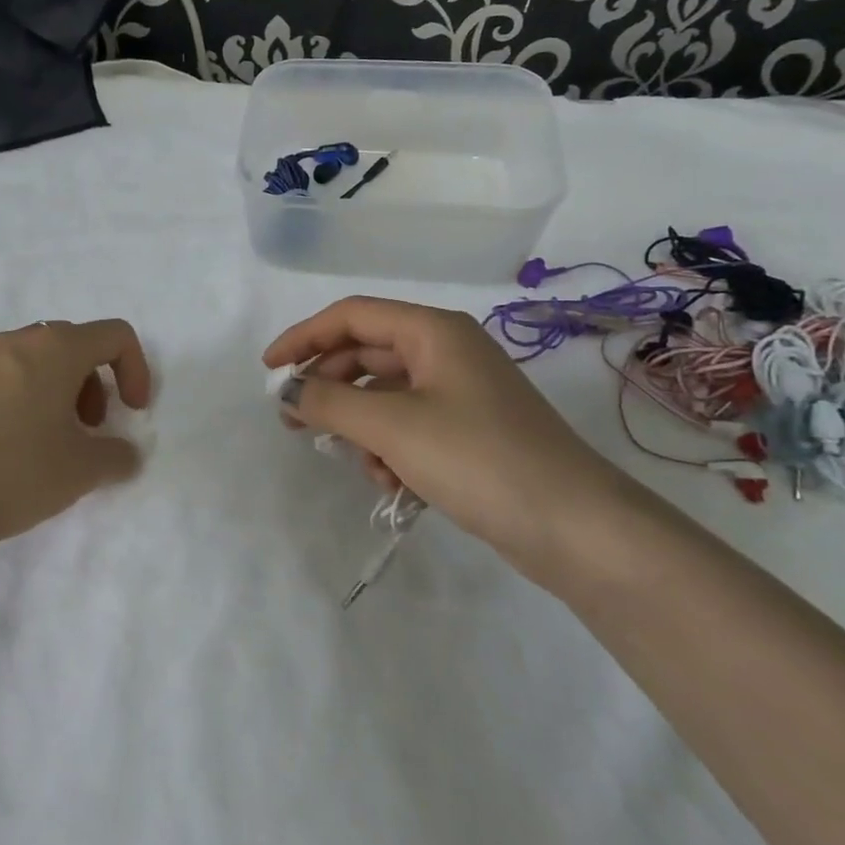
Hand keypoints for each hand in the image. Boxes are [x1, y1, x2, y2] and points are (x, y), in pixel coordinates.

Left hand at [0, 319, 152, 552]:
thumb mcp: (81, 470)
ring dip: (64, 392)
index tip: (133, 413)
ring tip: (56, 442)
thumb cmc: (14, 471)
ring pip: (40, 361)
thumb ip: (117, 456)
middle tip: (93, 429)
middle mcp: (18, 342)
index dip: (137, 370)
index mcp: (56, 348)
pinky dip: (30, 400)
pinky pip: (9, 378)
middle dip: (98, 383)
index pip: (115, 335)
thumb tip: (125, 455)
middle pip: (76, 344)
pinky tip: (18, 449)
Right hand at [264, 297, 639, 581]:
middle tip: (294, 421)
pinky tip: (394, 483)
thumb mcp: (392, 427)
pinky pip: (411, 426)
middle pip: (367, 355)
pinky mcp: (471, 432)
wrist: (576, 528)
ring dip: (362, 427)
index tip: (268, 370)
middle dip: (329, 388)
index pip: (351, 316)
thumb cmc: (478, 459)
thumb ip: (329, 402)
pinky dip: (392, 449)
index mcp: (433, 331)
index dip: (303, 337)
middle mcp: (447, 352)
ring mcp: (462, 393)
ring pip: (387, 396)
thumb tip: (287, 388)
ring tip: (359, 464)